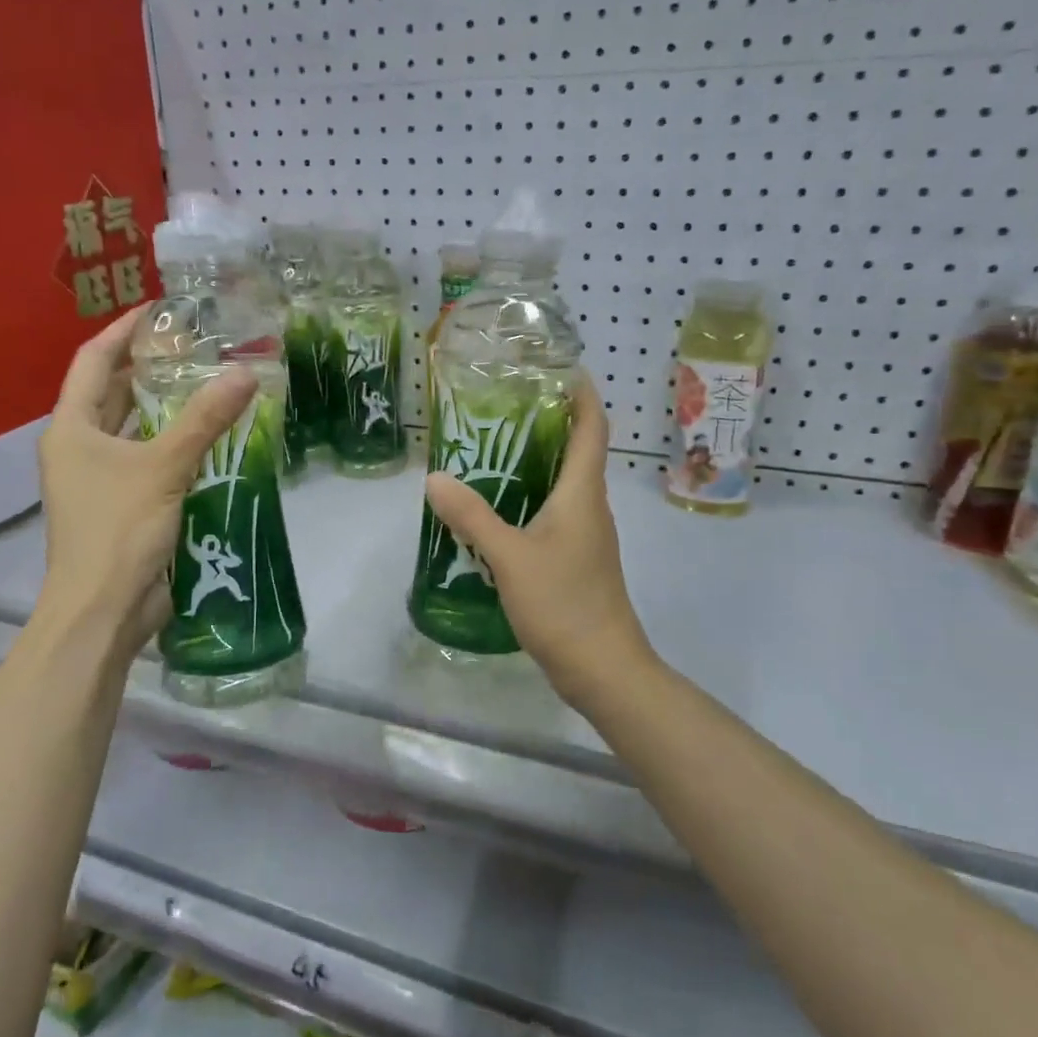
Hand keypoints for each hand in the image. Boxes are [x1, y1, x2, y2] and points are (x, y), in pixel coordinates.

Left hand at [35, 305, 256, 662]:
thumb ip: (204, 419)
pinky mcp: (124, 505)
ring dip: (166, 408)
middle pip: (113, 392)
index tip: (160, 310)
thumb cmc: (118, 530)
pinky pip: (151, 460)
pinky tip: (212, 436)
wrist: (103, 610)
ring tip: (209, 382)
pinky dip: (176, 444)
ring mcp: (100, 479)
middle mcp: (81, 447)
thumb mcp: (163, 467)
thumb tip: (246, 372)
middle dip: (150, 367)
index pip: (93, 361)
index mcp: (72, 428)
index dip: (124, 332)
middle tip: (197, 346)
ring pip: (134, 429)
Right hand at [422, 379, 654, 702]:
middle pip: (577, 451)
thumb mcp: (509, 557)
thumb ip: (472, 516)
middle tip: (502, 407)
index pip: (592, 428)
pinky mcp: (577, 560)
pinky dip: (531, 499)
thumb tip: (435, 477)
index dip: (582, 394)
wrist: (602, 667)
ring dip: (537, 462)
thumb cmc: (563, 603)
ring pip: (564, 484)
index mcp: (582, 493)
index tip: (560, 368)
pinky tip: (498, 510)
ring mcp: (587, 536)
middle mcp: (590, 506)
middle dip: (548, 423)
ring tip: (491, 452)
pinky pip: (555, 514)